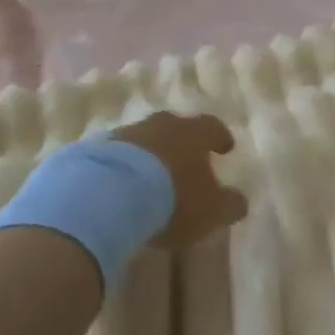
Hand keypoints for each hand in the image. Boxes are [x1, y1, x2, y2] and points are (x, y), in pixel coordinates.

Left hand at [113, 112, 246, 247]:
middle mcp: (161, 125)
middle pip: (176, 128)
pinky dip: (123, 168)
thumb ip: (229, 204)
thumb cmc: (171, 199)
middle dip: (182, 143)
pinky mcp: (95, 149)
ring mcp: (126, 134)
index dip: (220, 137)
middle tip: (186, 160)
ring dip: (150, 155)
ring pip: (144, 140)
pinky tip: (120, 187)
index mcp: (193, 133)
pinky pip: (116, 156)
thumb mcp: (210, 210)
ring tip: (150, 178)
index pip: (212, 128)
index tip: (226, 147)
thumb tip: (240, 201)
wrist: (105, 195)